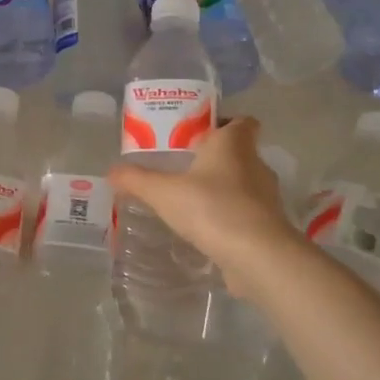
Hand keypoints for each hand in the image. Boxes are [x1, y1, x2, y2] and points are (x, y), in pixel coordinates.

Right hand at [108, 117, 298, 297]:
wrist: (258, 257)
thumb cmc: (212, 208)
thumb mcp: (163, 192)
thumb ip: (136, 180)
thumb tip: (111, 171)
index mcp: (233, 144)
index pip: (241, 122)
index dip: (224, 123)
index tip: (199, 134)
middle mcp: (255, 164)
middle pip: (239, 152)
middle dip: (214, 158)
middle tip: (183, 167)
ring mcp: (266, 197)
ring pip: (243, 184)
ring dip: (222, 189)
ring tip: (190, 199)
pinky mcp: (269, 226)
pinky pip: (246, 213)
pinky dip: (229, 216)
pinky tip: (206, 228)